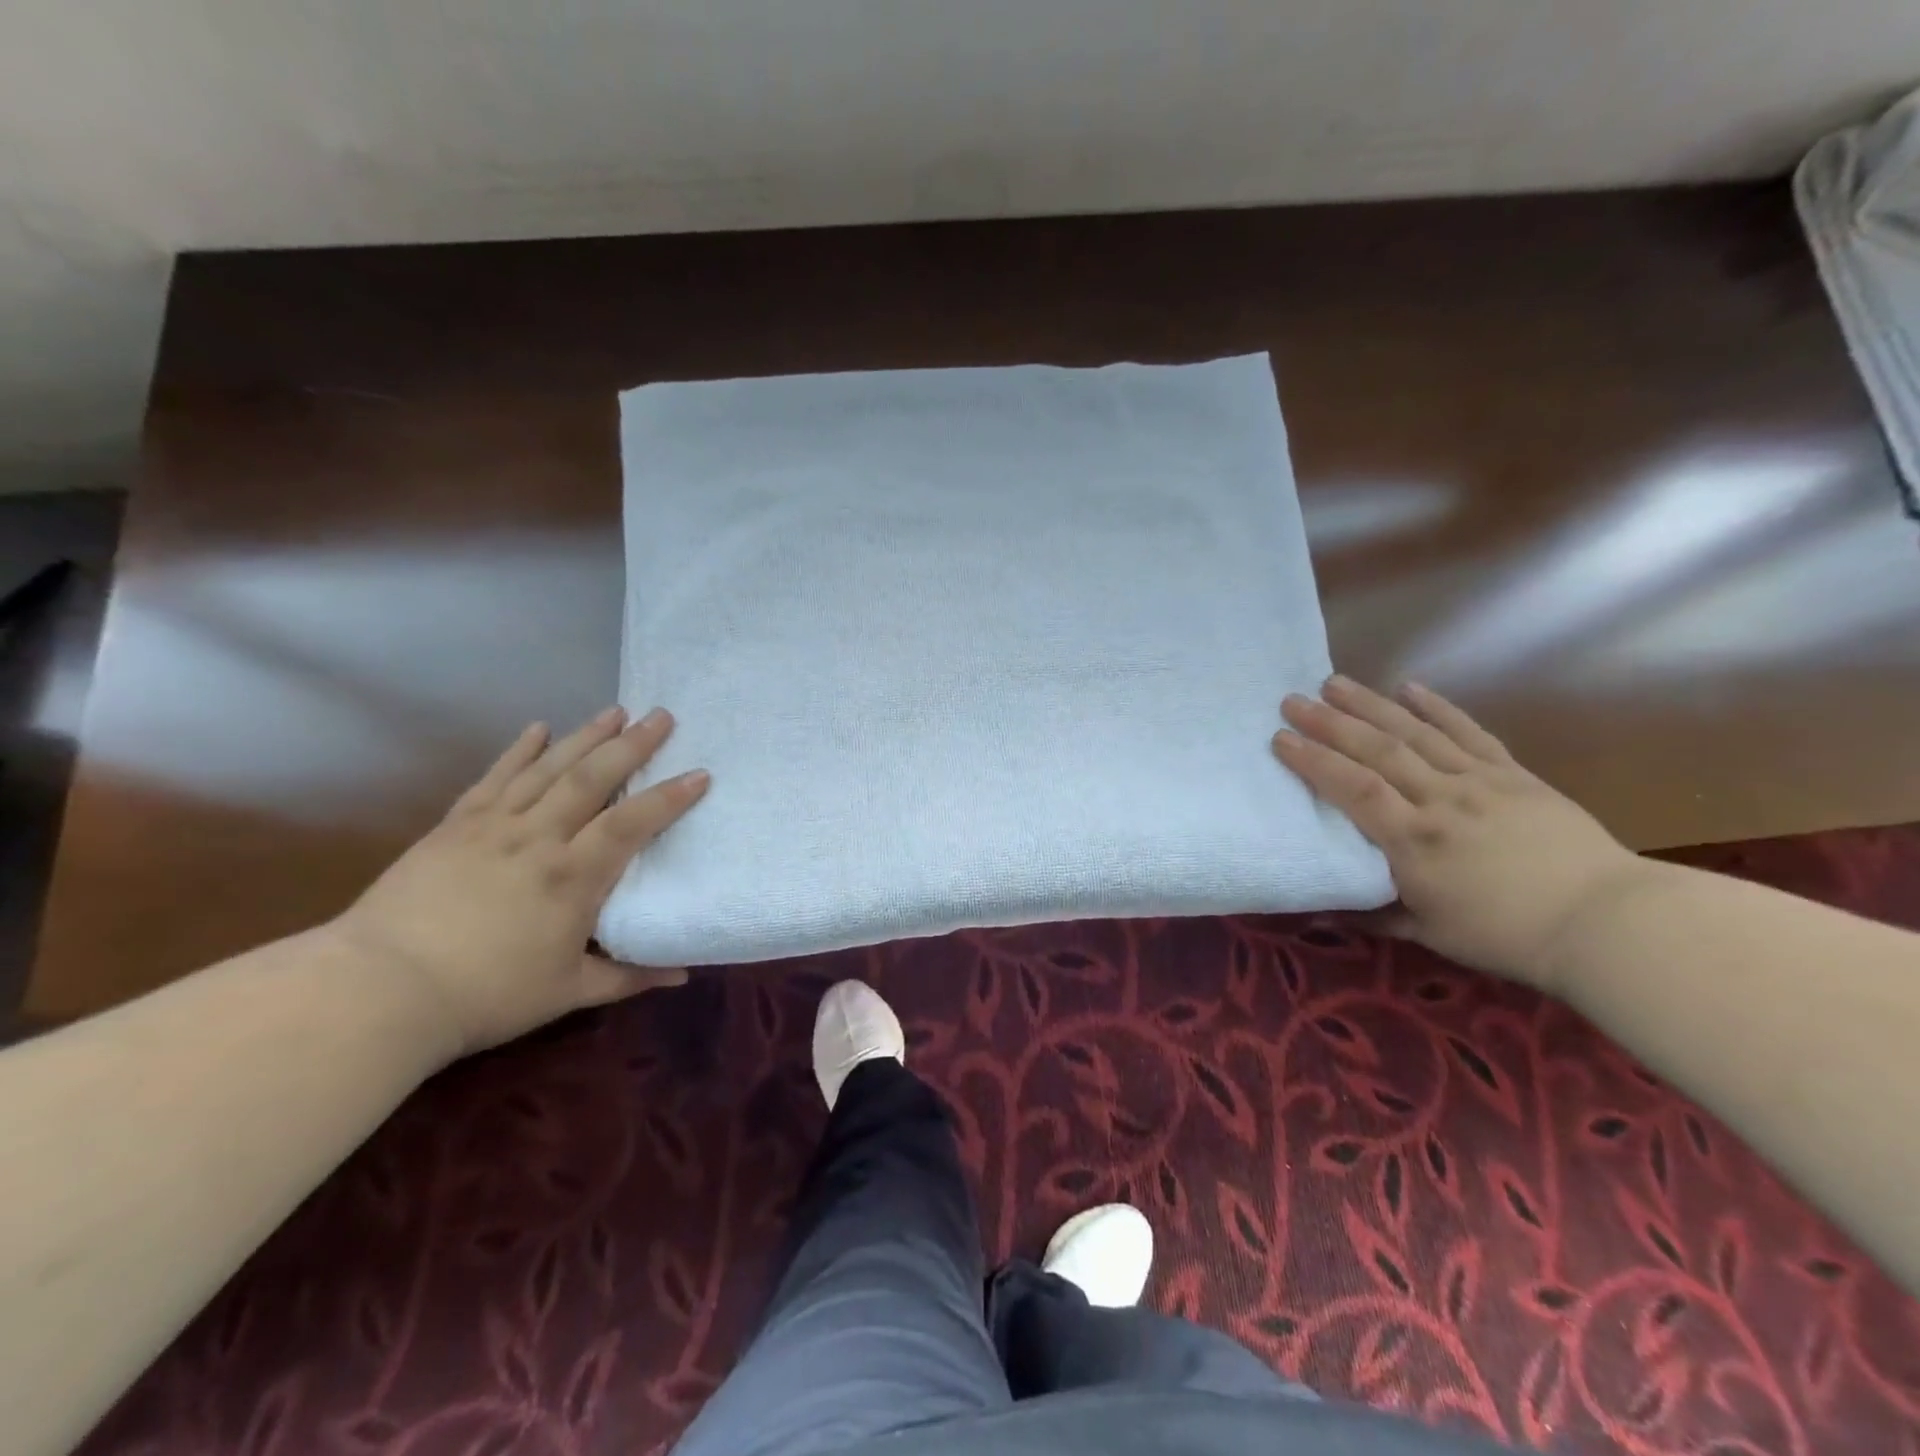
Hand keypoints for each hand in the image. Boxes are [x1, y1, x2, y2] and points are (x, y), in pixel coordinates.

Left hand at [330, 707, 708, 1056]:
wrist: (378, 990)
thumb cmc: (485, 995)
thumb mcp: (568, 992)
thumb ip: (629, 977)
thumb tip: (682, 975)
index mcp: (573, 876)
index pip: (632, 823)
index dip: (669, 797)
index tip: (700, 774)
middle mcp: (539, 838)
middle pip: (593, 778)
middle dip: (632, 745)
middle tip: (661, 716)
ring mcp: (493, 826)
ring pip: (548, 769)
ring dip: (585, 736)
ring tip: (615, 711)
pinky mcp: (455, 826)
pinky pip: (495, 778)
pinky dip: (519, 751)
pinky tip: (538, 729)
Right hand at [1272, 676, 1650, 988]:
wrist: (1607, 922)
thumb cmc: (1508, 935)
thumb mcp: (1430, 934)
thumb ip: (1375, 912)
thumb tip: (1322, 907)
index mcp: (1415, 841)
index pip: (1353, 789)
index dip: (1314, 761)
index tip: (1279, 739)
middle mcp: (1441, 800)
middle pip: (1378, 751)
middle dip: (1330, 723)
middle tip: (1293, 699)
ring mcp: (1479, 782)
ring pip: (1416, 733)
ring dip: (1372, 705)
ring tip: (1335, 682)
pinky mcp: (1513, 775)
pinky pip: (1469, 733)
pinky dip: (1438, 708)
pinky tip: (1410, 687)